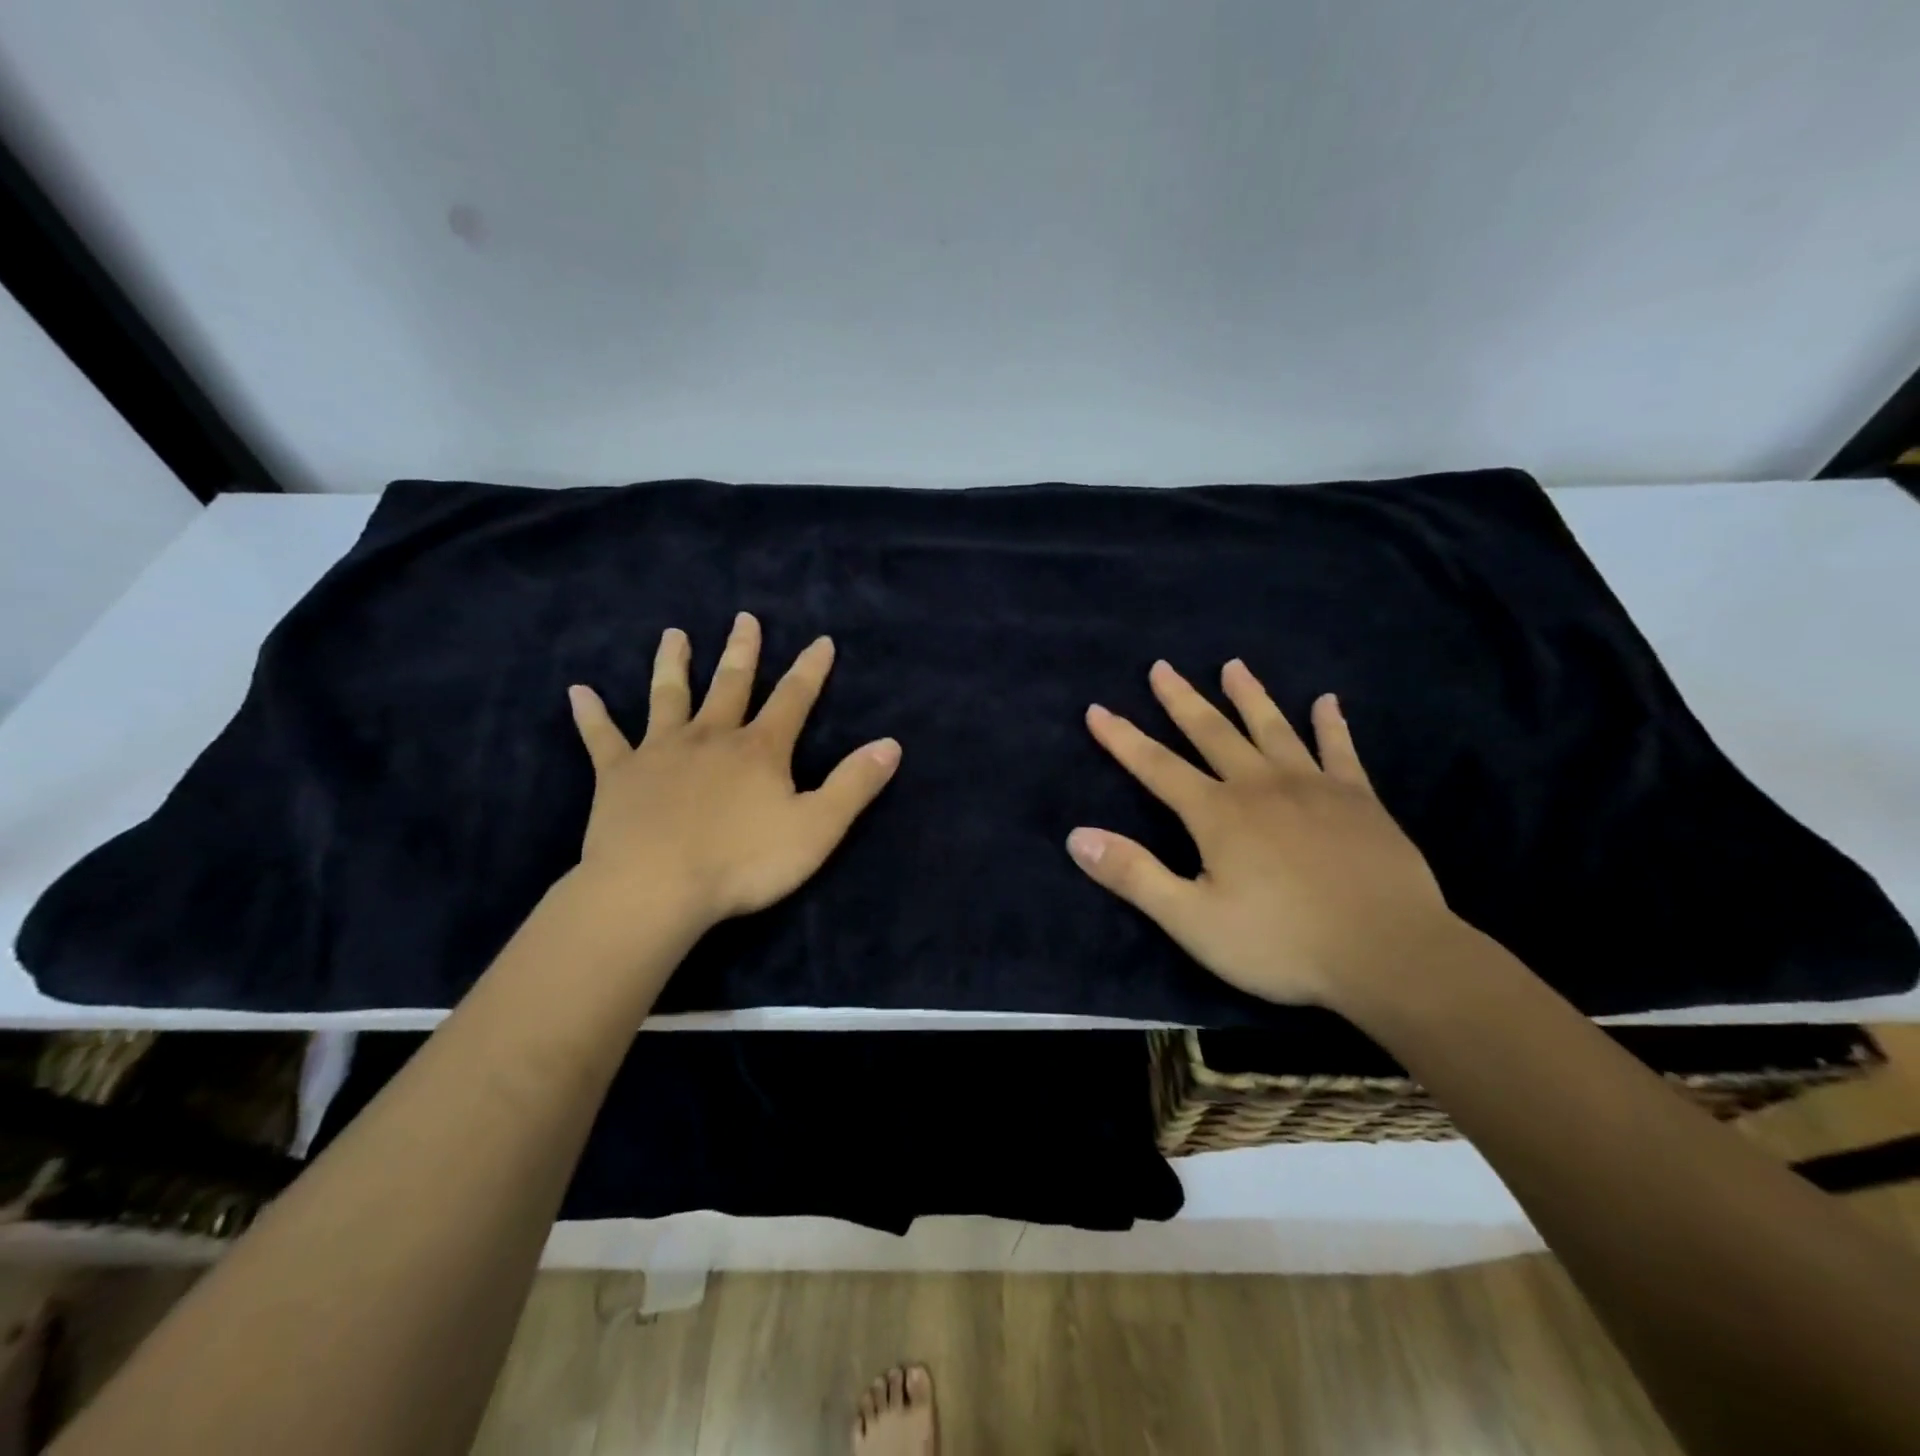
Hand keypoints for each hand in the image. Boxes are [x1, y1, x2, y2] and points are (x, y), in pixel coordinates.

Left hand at [565, 612, 900, 936]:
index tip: (821, 640)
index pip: (794, 699)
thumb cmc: (742, 863)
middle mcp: (712, 737)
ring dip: (674, 664)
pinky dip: (591, 715)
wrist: (655, 889)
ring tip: (674, 634)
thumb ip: (854, 785)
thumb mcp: (817, 828)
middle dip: (742, 652)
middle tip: (745, 618)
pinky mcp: (618, 774)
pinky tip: (578, 692)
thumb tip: (891, 744)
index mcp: (760, 750)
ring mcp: (661, 751)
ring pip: (668, 696)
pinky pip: (602, 738)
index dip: (811, 670)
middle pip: (730, 685)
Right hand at [1067, 659, 1455, 1009]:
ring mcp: (1313, 787)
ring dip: (1249, 695)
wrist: (1389, 953)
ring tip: (1233, 665)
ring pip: (1272, 728)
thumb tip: (1076, 836)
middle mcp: (1260, 786)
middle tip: (1162, 667)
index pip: (1156, 766)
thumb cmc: (1282, 943)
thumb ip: (1134, 875)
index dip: (1122, 738)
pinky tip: (1327, 701)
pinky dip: (1331, 724)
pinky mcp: (1359, 800)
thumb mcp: (1192, 920)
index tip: (1097, 709)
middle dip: (1181, 700)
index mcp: (1217, 813)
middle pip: (1212, 732)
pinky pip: (1340, 750)